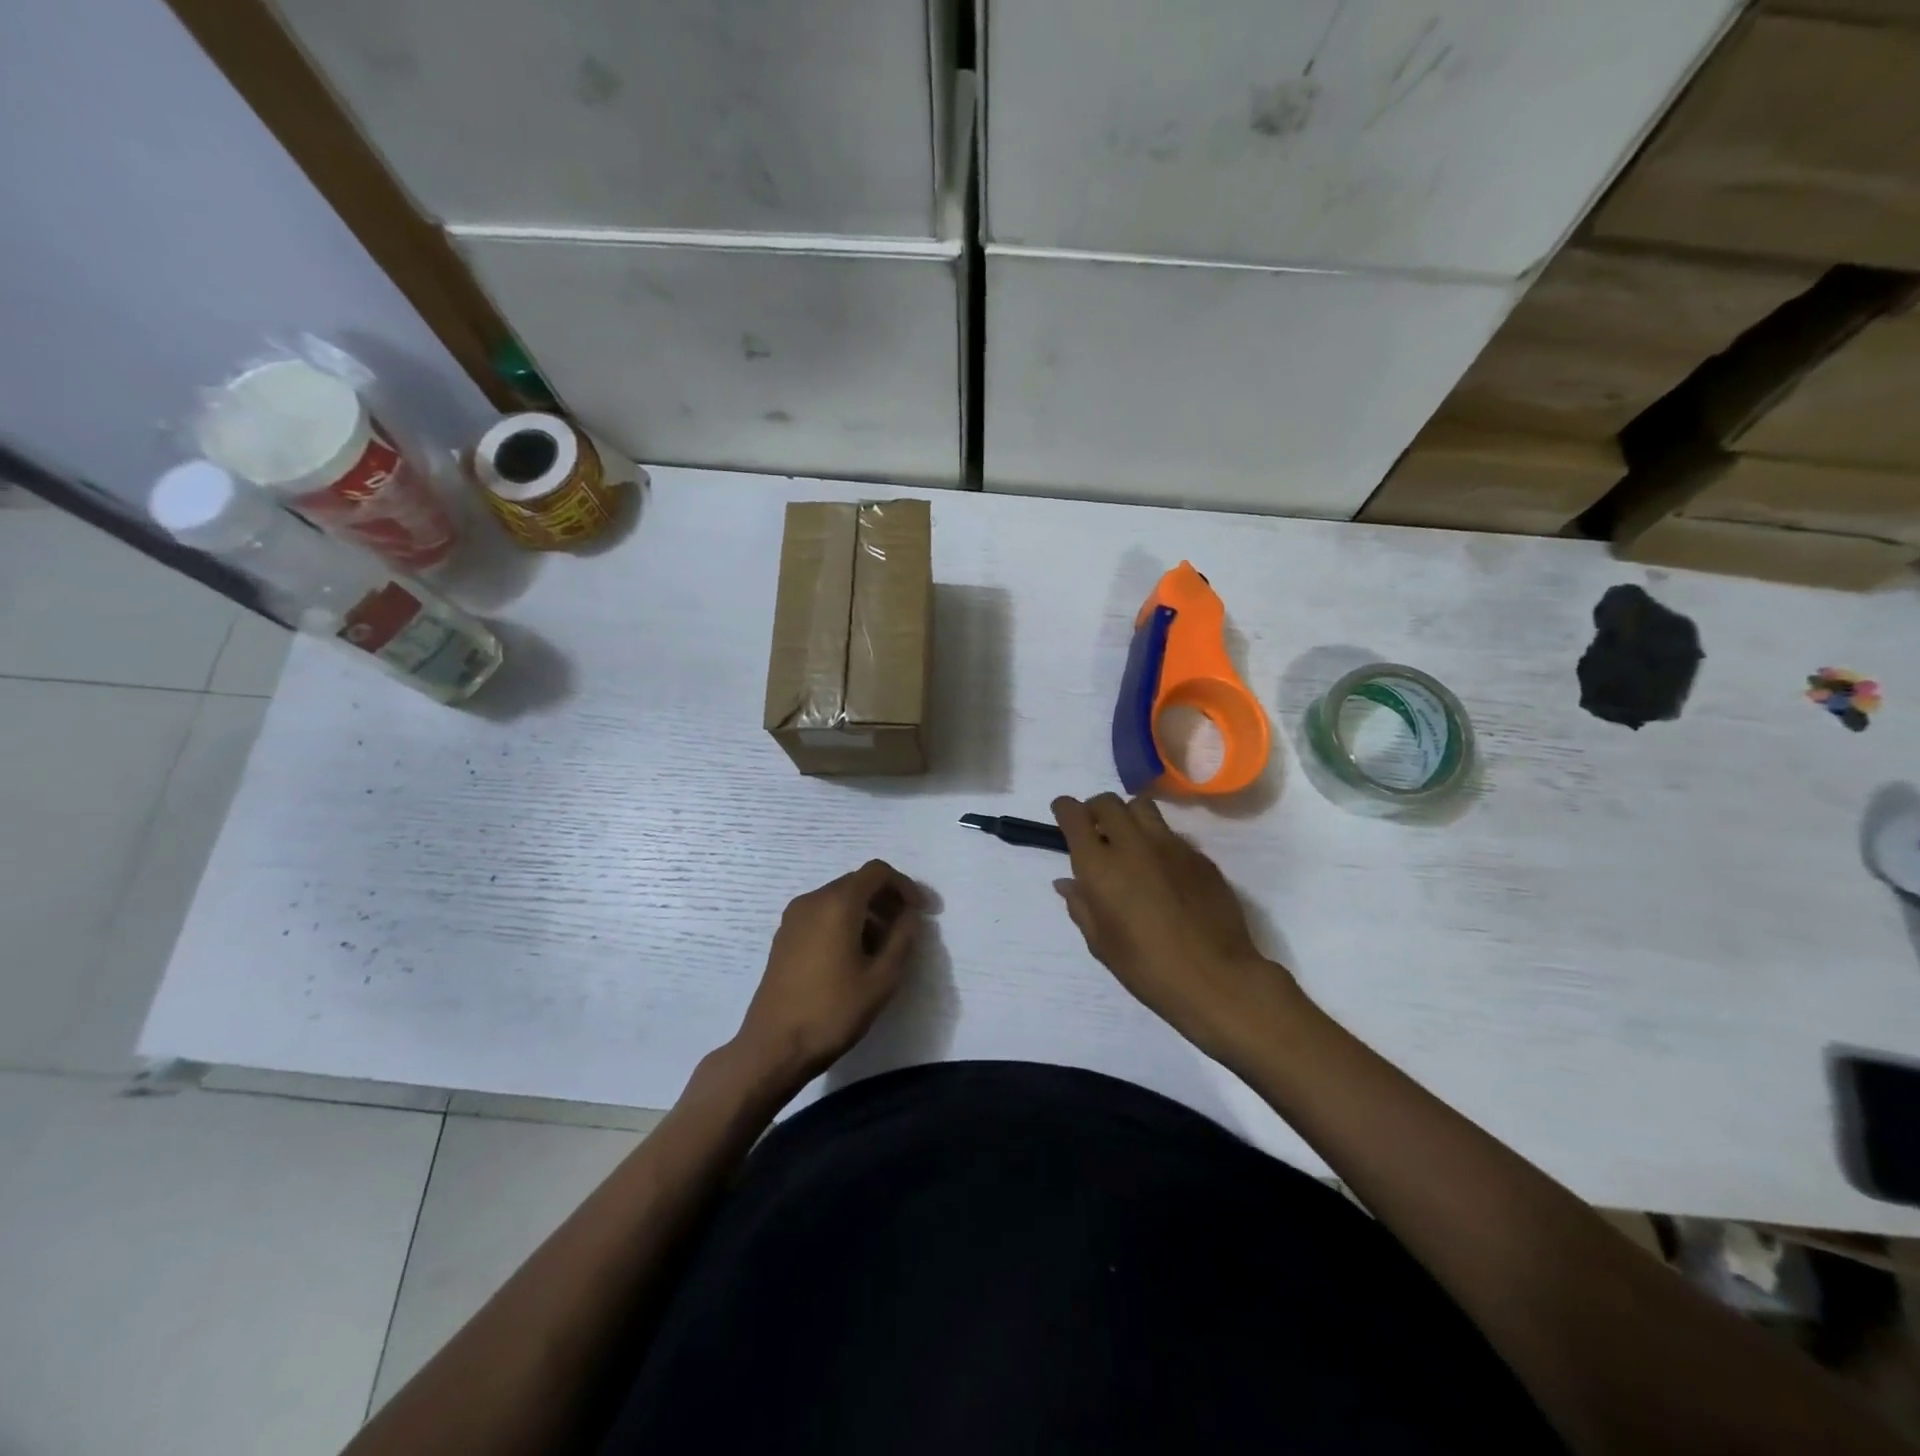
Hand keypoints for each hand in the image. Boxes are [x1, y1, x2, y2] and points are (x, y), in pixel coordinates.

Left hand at [733, 860, 924, 1088]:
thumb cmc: (832, 1012)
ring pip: (839, 899)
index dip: (905, 886)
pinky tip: (855, 956)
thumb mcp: (881, 979)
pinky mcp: (785, 937)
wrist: (773, 1047)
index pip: (877, 872)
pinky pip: (822, 914)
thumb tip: (909, 915)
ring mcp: (794, 918)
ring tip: (884, 947)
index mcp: (837, 904)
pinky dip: (845, 922)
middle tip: (908, 929)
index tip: (922, 911)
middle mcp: (812, 900)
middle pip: (857, 883)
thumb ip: (902, 939)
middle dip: (887, 899)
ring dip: (867, 912)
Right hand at [1051, 793, 1305, 1060]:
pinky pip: (1171, 835)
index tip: (1062, 813)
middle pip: (1108, 802)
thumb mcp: (1101, 943)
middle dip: (1095, 809)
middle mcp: (1133, 844)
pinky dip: (1158, 842)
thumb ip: (1081, 906)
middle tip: (1094, 830)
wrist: (1217, 979)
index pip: (1074, 815)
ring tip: (1129, 842)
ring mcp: (1171, 846)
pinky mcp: (1199, 856)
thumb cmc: (1147, 968)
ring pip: (1142, 808)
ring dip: (1128, 816)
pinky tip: (1163, 873)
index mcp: (1100, 866)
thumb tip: (1067, 883)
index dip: (1064, 809)